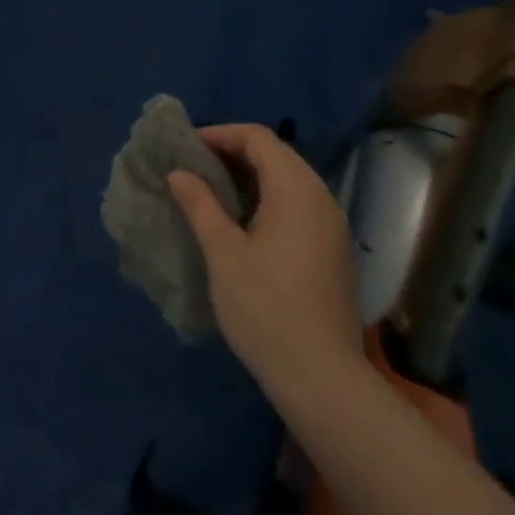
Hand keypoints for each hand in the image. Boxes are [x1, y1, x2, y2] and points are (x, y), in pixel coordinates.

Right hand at [168, 125, 362, 403]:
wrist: (323, 380)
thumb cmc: (266, 308)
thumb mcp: (223, 252)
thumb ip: (200, 205)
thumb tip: (179, 173)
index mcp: (296, 189)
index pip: (258, 138)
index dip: (221, 134)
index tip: (187, 148)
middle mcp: (321, 198)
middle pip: (276, 155)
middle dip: (234, 154)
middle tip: (196, 168)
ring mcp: (332, 227)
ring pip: (289, 182)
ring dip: (251, 178)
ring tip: (213, 193)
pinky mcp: (334, 252)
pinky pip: (299, 206)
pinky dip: (269, 200)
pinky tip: (244, 225)